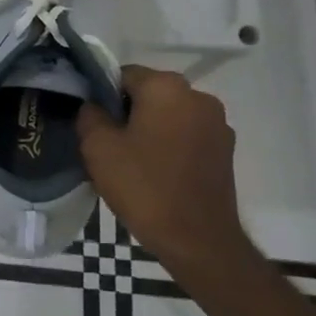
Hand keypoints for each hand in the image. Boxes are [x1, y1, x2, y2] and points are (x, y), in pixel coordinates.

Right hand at [77, 65, 248, 273]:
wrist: (199, 241)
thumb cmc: (144, 187)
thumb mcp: (97, 148)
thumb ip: (90, 115)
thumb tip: (94, 106)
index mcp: (167, 87)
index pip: (123, 75)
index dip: (103, 96)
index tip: (93, 124)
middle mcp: (198, 96)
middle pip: (149, 94)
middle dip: (127, 112)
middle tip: (108, 145)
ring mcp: (217, 124)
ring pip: (169, 115)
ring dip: (150, 129)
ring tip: (133, 162)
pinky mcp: (225, 150)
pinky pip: (187, 136)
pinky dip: (170, 146)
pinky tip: (157, 173)